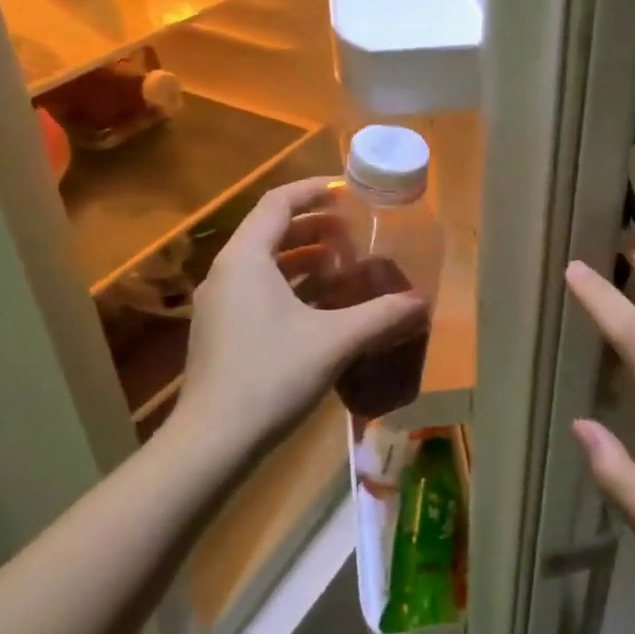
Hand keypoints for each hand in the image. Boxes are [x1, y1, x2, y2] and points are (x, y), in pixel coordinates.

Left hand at [173, 178, 425, 459]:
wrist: (212, 442)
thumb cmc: (271, 376)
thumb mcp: (335, 341)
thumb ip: (381, 316)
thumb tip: (422, 302)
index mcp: (246, 259)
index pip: (278, 203)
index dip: (314, 190)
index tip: (348, 191)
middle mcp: (226, 273)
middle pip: (270, 230)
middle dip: (314, 226)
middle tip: (354, 231)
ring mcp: (219, 304)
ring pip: (264, 263)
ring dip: (303, 257)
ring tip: (344, 262)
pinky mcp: (221, 332)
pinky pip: (258, 289)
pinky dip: (291, 285)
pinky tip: (322, 306)